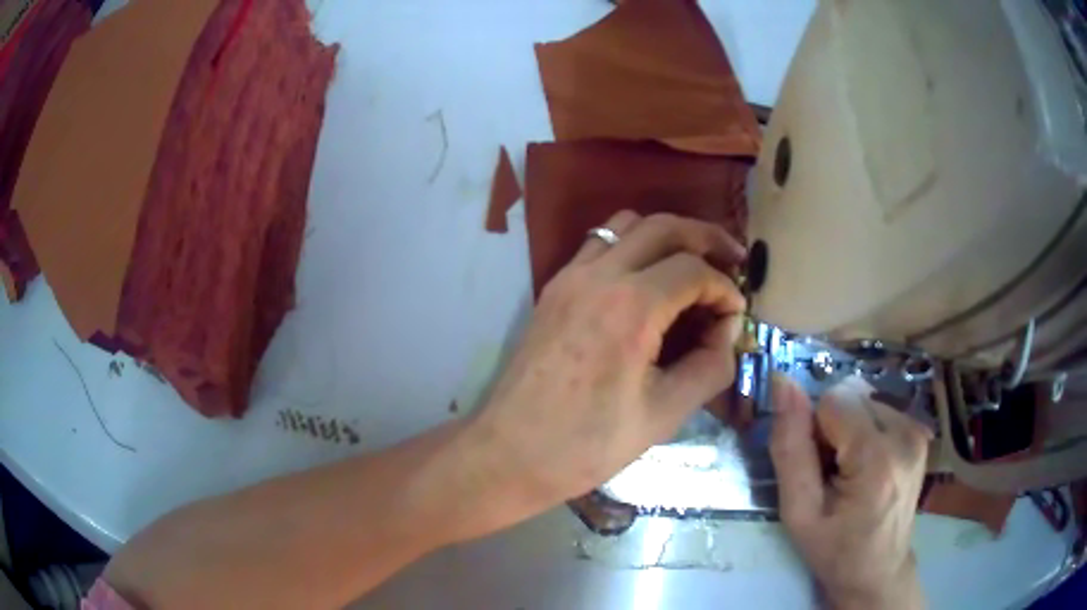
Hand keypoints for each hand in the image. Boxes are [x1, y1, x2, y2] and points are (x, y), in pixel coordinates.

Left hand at [470, 210, 746, 513]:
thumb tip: (727, 330)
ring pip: (626, 225)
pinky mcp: (554, 290)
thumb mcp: (664, 413)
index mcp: (630, 307)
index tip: (736, 315)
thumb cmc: (588, 444)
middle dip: (705, 237)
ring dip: (666, 234)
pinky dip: (632, 247)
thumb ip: (709, 365)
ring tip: (692, 262)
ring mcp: (569, 278)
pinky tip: (647, 280)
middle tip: (733, 258)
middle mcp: (598, 277)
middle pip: (663, 226)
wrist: (511, 453)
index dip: (724, 288)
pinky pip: (599, 246)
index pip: (693, 270)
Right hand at [770, 375, 930, 609]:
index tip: (817, 468)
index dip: (815, 430)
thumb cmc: (834, 549)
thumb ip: (790, 447)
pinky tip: (866, 464)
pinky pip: (880, 408)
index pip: (833, 400)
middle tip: (831, 472)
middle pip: (851, 395)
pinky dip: (865, 428)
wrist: (878, 570)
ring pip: (865, 398)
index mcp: (878, 458)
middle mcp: (906, 433)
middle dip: (832, 426)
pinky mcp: (920, 431)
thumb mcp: (798, 511)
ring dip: (848, 427)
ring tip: (848, 471)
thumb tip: (783, 382)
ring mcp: (917, 430)